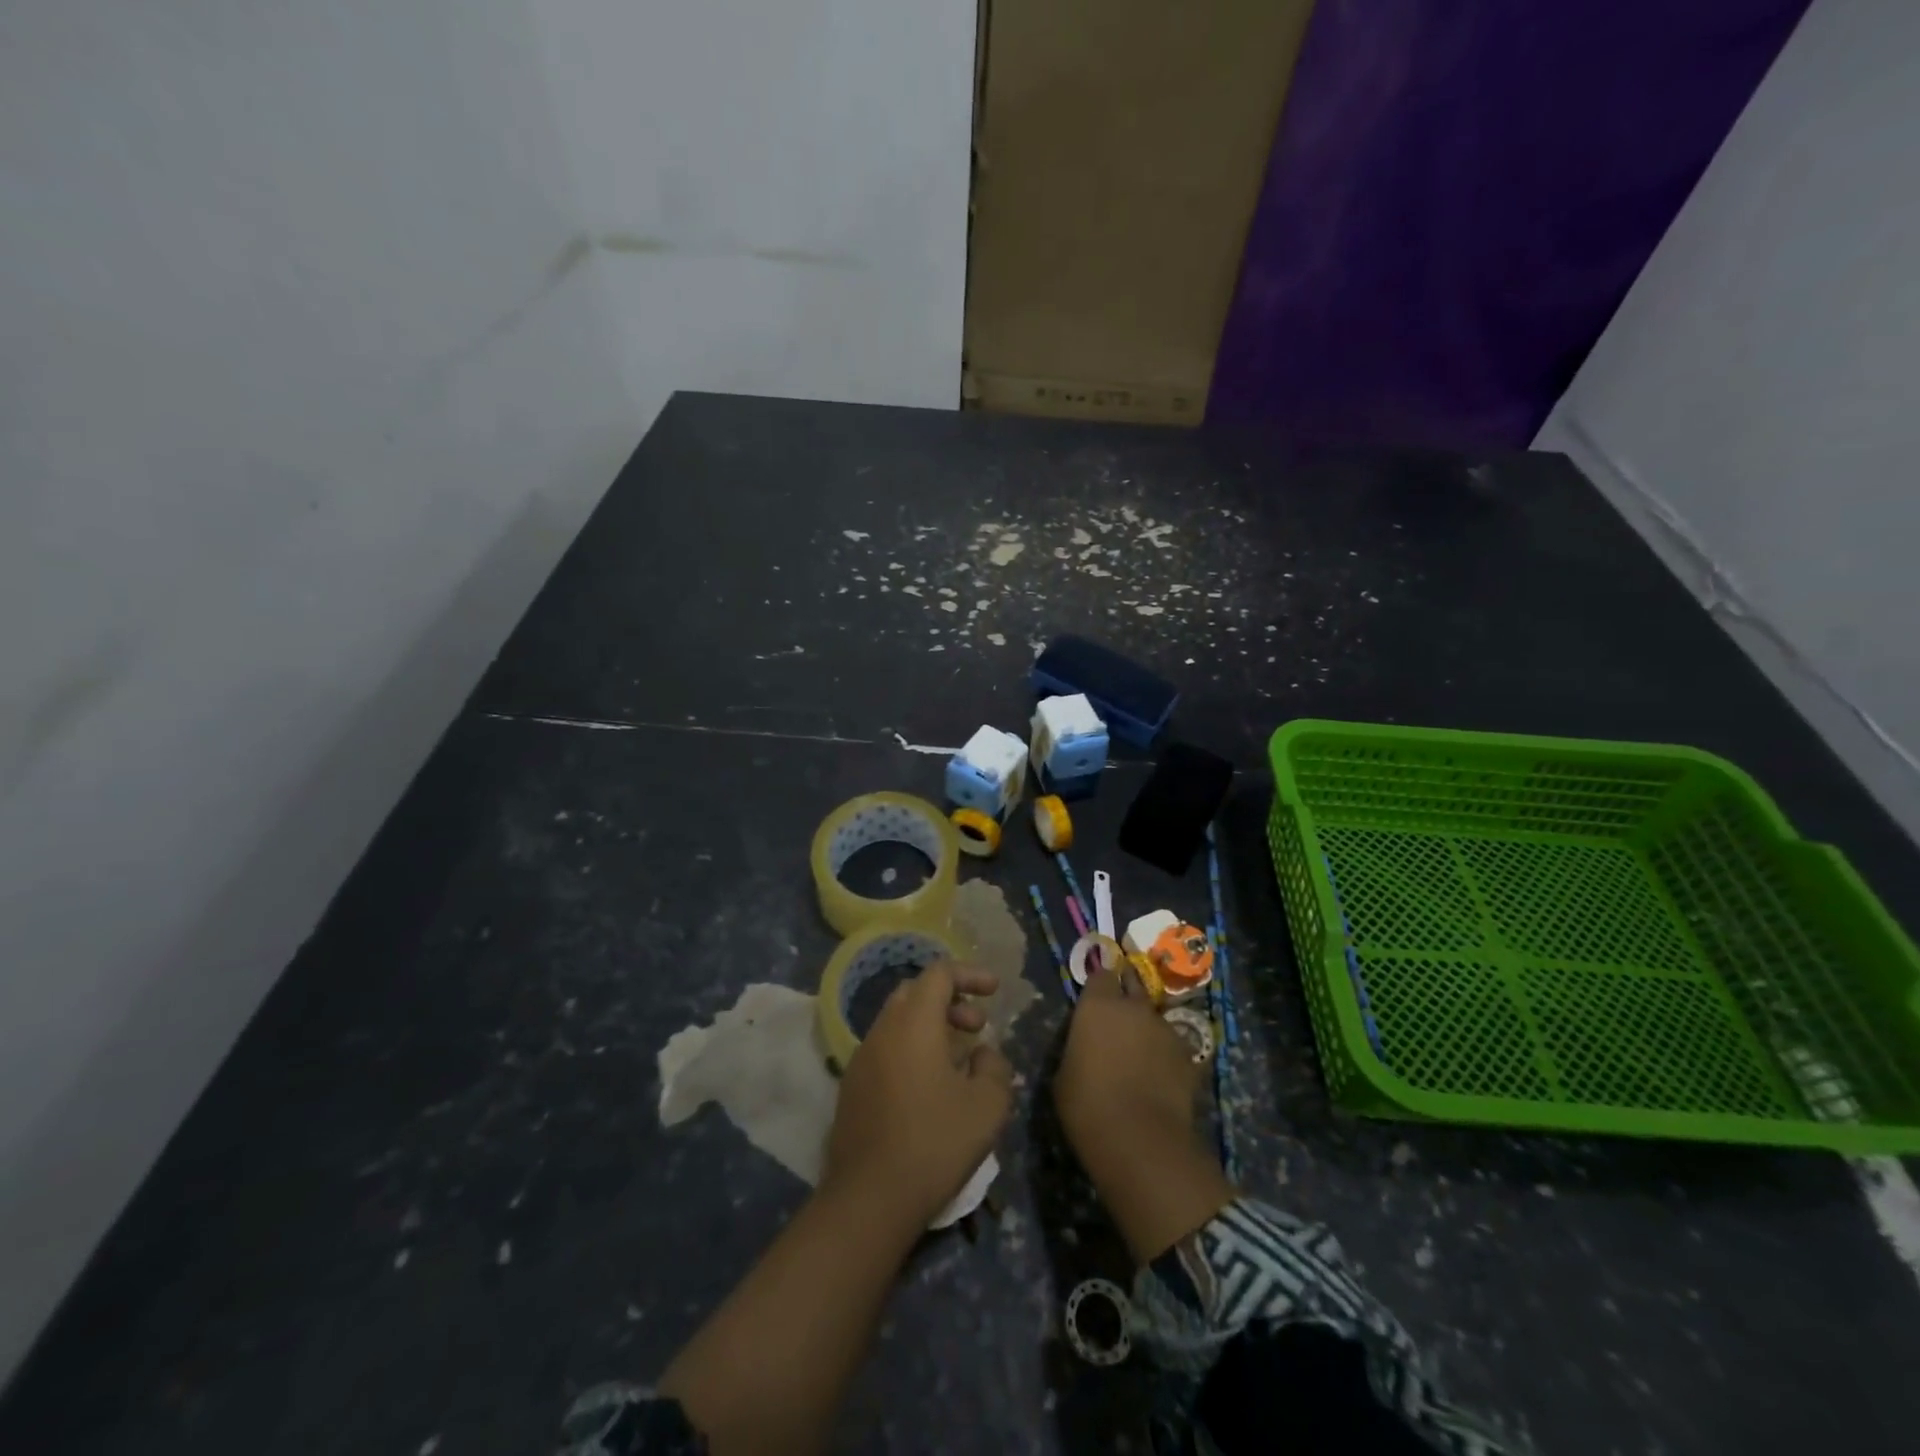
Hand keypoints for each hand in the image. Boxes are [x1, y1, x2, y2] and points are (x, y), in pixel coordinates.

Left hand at [824, 962, 1013, 1229]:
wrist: (870, 1198)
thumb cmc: (934, 1143)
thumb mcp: (987, 1106)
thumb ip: (994, 1067)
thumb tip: (982, 1054)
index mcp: (913, 1023)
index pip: (939, 973)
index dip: (969, 974)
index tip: (994, 990)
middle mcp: (883, 1030)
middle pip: (915, 992)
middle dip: (950, 999)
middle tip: (976, 1026)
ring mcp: (862, 1058)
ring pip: (898, 1020)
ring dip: (930, 1025)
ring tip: (959, 1058)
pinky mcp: (852, 1086)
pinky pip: (886, 1048)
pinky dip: (912, 1048)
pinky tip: (930, 1086)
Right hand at [1054, 963, 1234, 1262]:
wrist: (1140, 1141)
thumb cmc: (1087, 1105)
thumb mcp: (1064, 1073)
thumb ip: (1077, 1047)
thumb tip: (1086, 1046)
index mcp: (1098, 1005)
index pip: (1100, 975)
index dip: (1099, 985)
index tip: (1094, 998)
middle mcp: (1134, 1007)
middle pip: (1132, 986)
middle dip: (1126, 995)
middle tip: (1118, 1015)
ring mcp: (1165, 1029)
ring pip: (1154, 1018)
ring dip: (1146, 1028)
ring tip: (1139, 1053)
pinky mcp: (1188, 1056)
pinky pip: (1172, 1046)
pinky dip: (1165, 1055)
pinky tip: (1159, 1076)